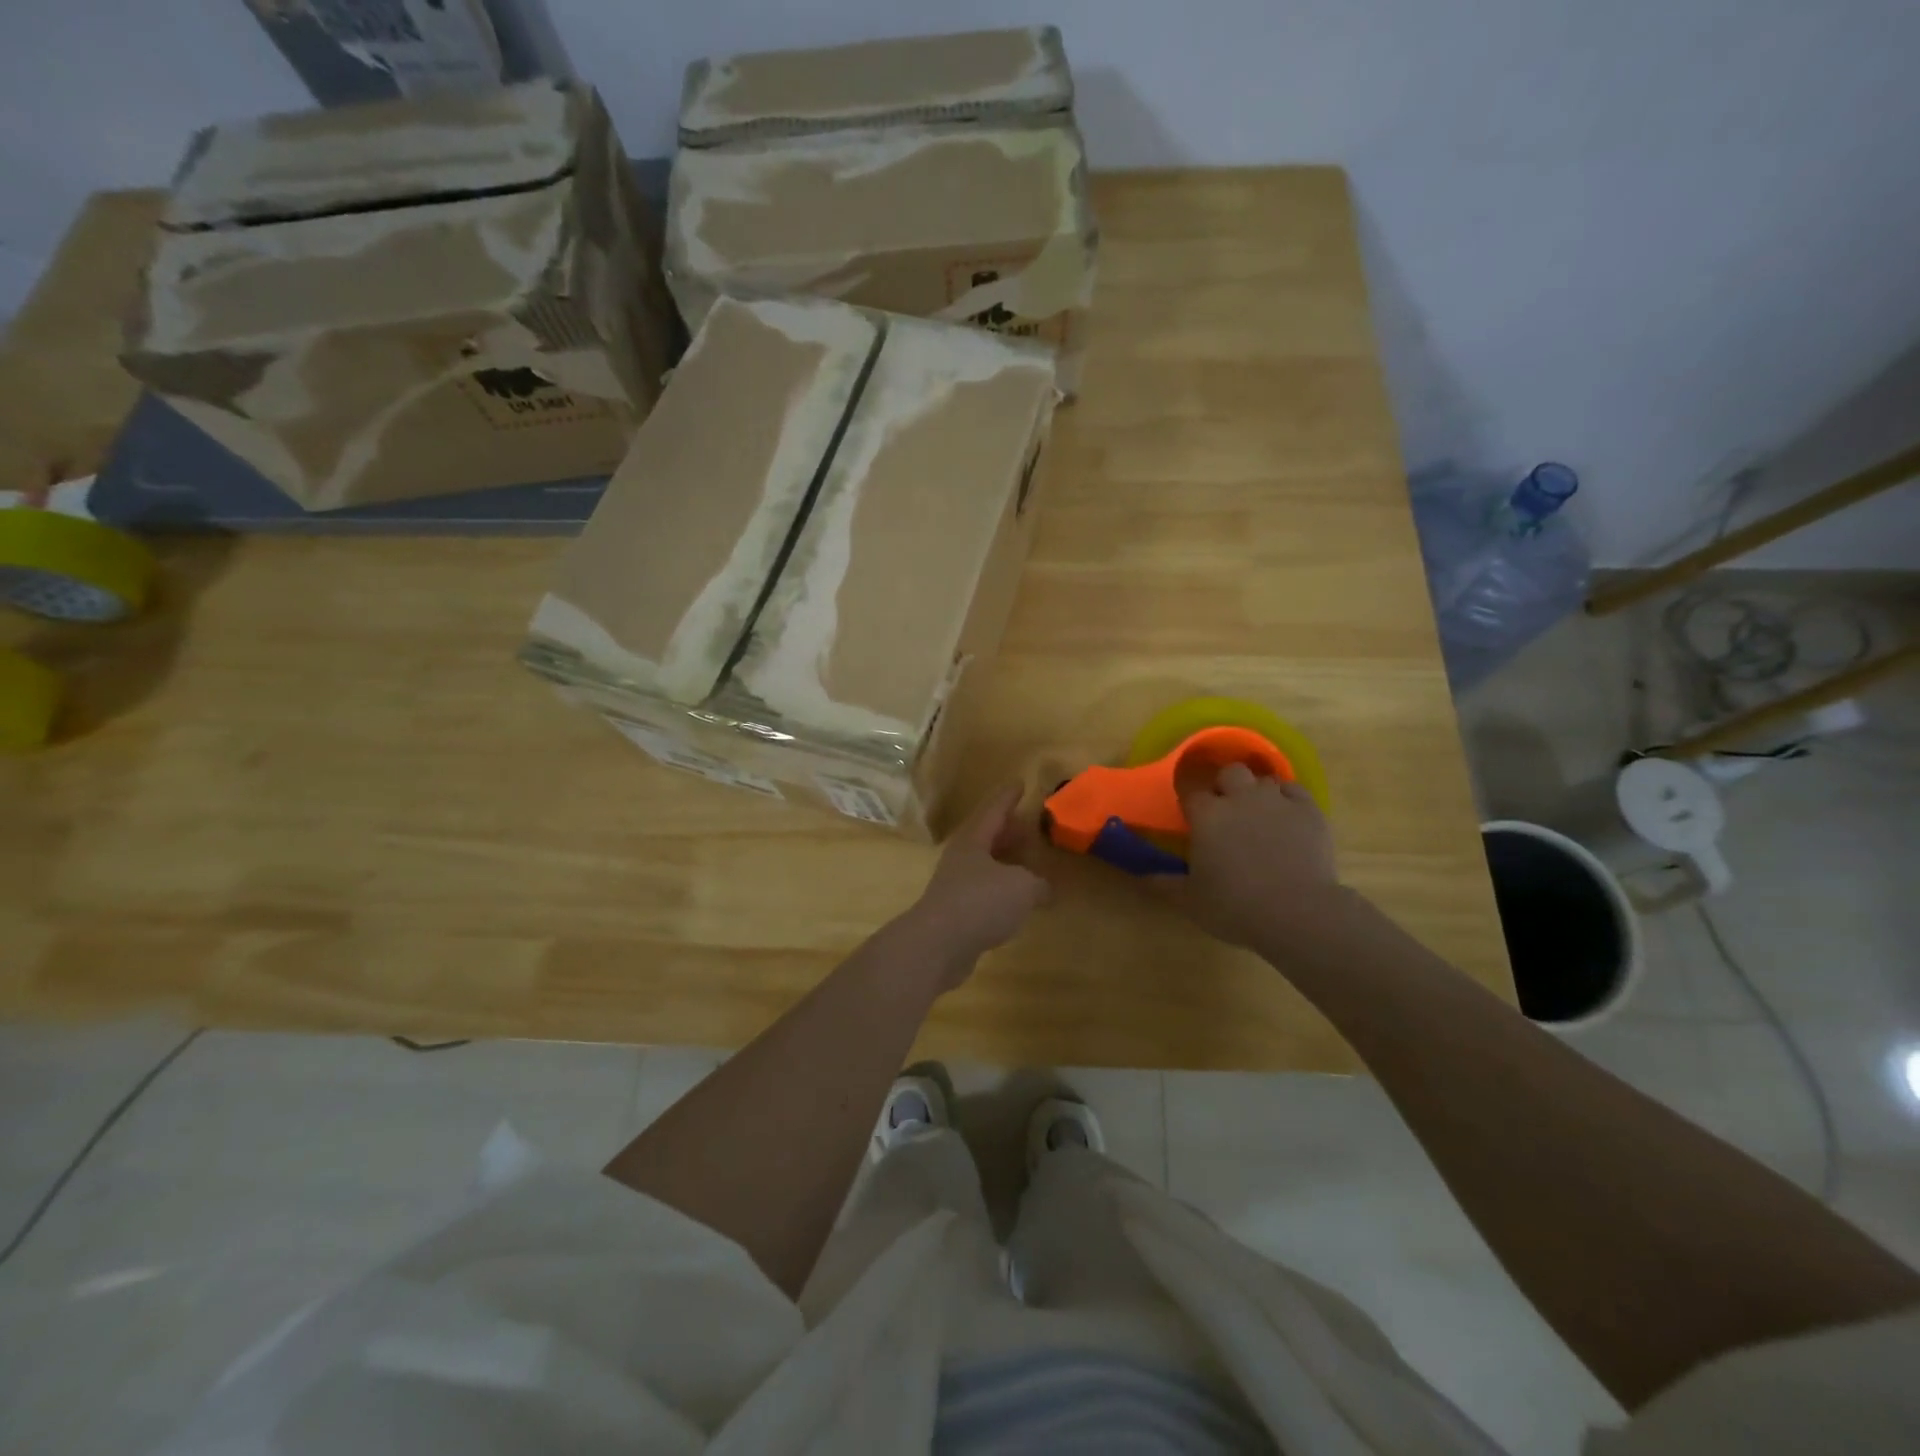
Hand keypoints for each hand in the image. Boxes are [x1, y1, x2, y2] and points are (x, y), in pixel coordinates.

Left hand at [898, 784, 1050, 987]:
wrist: (937, 945)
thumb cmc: (981, 902)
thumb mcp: (1022, 888)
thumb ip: (1038, 884)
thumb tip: (1045, 888)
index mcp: (974, 839)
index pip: (995, 809)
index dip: (1009, 796)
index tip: (1020, 783)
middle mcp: (962, 857)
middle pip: (987, 836)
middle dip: (1008, 830)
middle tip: (1028, 827)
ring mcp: (955, 884)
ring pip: (984, 864)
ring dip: (1005, 862)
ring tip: (1027, 864)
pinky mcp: (955, 912)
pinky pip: (983, 891)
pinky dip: (1001, 890)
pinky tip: (1015, 901)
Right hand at [1156, 762, 1339, 947]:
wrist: (1298, 913)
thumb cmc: (1235, 907)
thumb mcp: (1190, 900)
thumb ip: (1164, 883)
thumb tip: (1142, 876)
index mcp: (1206, 815)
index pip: (1190, 791)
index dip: (1191, 801)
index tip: (1192, 815)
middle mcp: (1240, 798)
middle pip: (1230, 772)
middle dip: (1227, 785)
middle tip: (1227, 811)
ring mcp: (1277, 801)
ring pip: (1263, 779)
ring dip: (1258, 792)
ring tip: (1259, 815)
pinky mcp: (1308, 810)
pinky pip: (1295, 790)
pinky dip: (1288, 798)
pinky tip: (1287, 816)